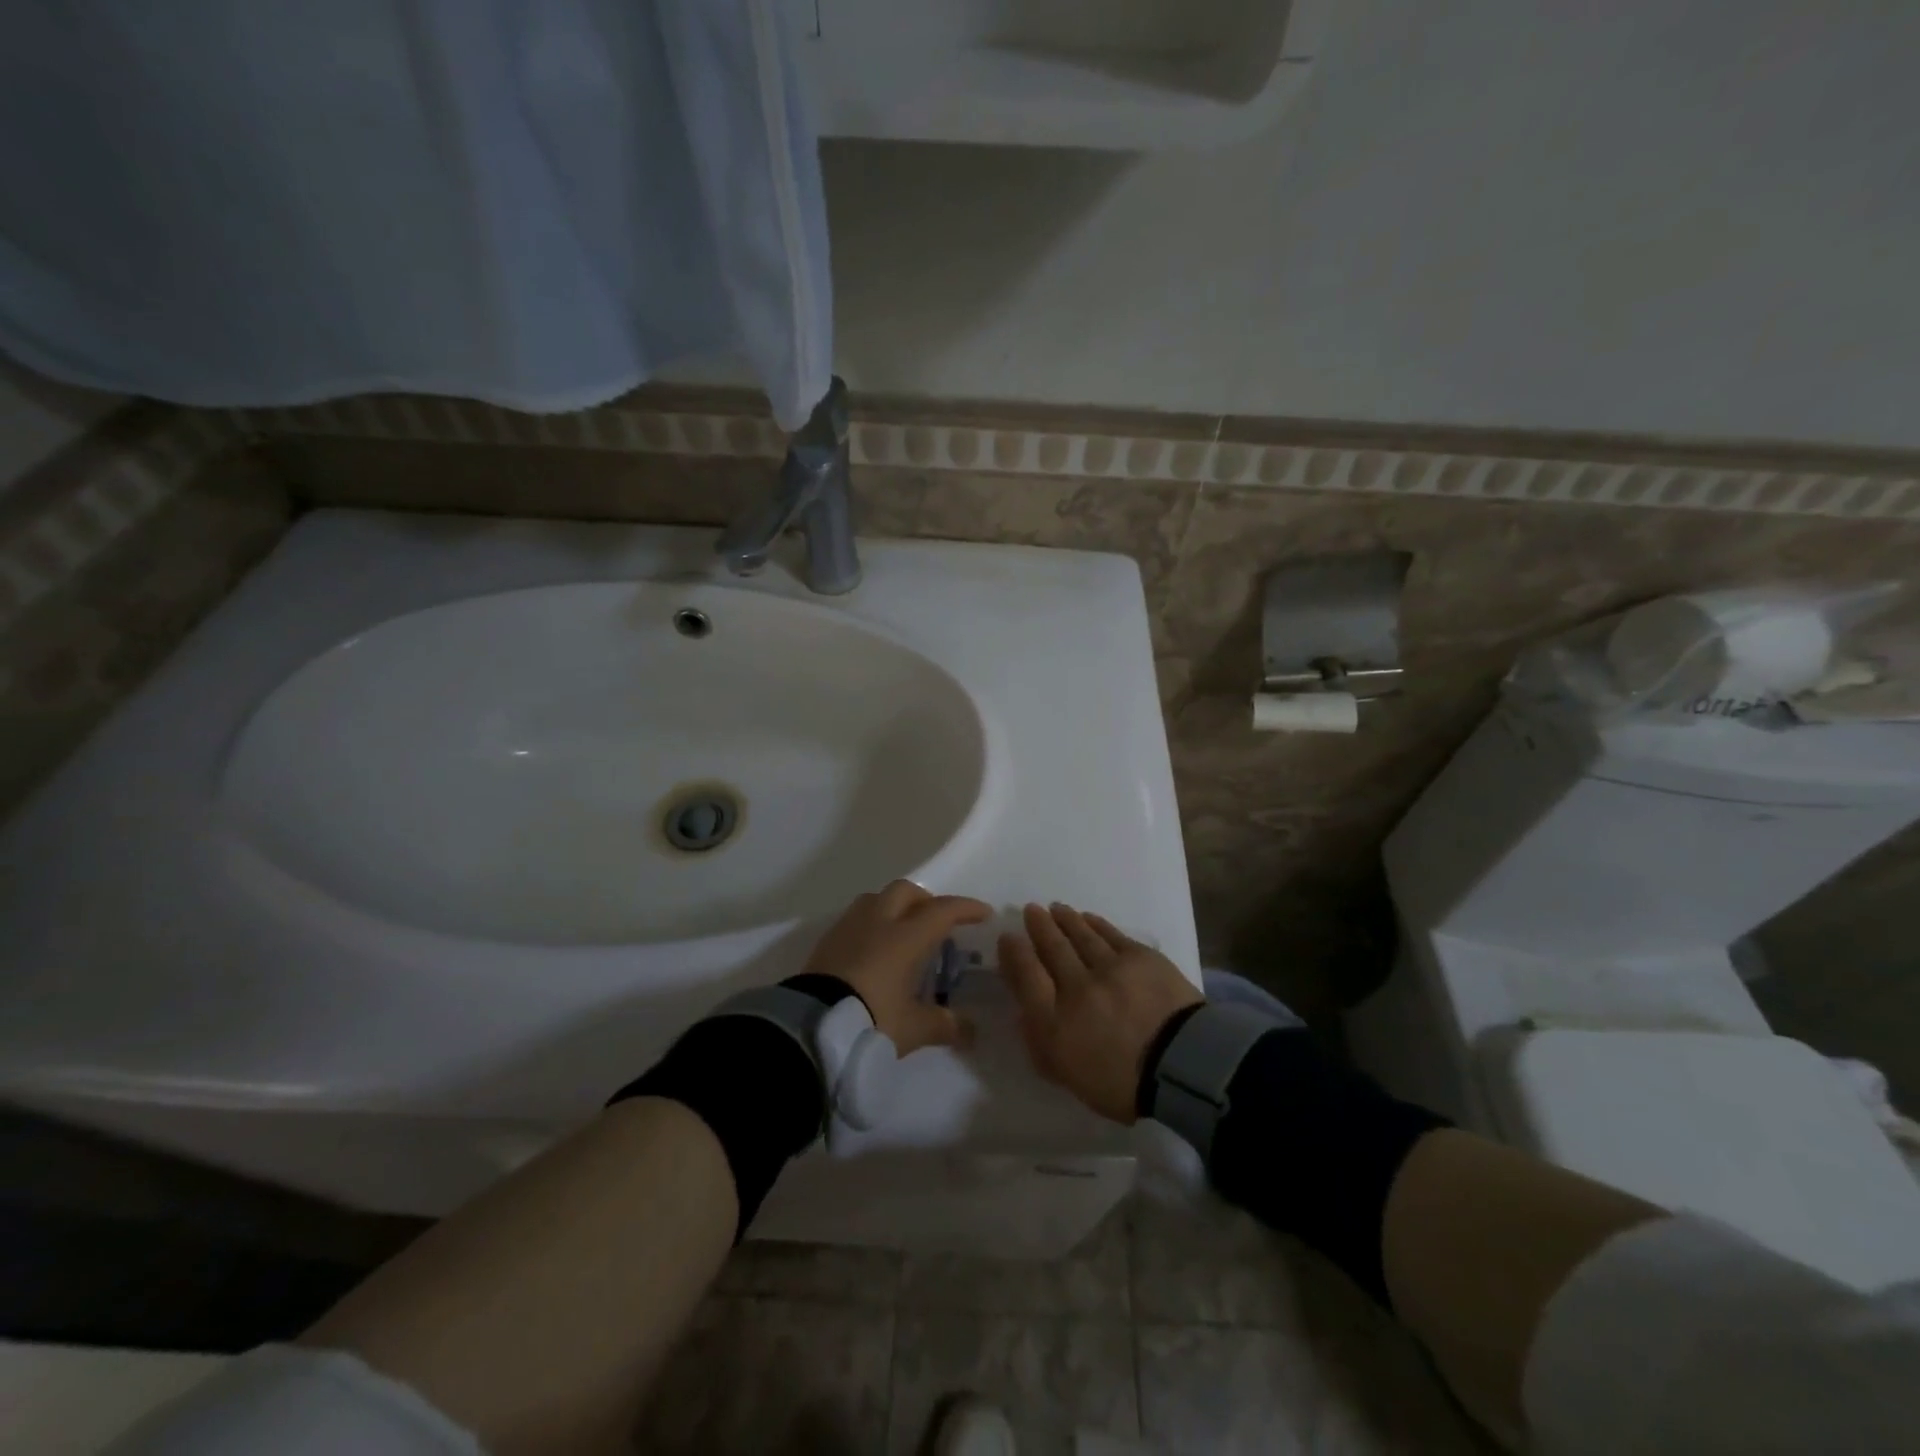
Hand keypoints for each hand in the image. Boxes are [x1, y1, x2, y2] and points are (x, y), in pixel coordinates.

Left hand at [804, 881, 990, 1054]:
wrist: (811, 1025)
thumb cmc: (871, 1019)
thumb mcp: (913, 1028)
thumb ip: (944, 1024)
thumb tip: (971, 1030)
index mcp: (905, 937)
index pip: (943, 911)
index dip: (965, 909)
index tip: (982, 913)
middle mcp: (879, 922)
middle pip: (906, 892)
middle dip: (926, 901)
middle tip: (937, 922)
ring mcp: (849, 927)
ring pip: (877, 898)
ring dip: (895, 907)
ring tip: (903, 932)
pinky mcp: (827, 940)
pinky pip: (856, 918)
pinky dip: (872, 923)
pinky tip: (873, 949)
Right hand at [999, 903, 1202, 1123]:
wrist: (1185, 1066)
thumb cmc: (1123, 1084)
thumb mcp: (1069, 1076)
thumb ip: (1041, 1043)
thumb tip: (1026, 1011)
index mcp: (1054, 1021)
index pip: (1026, 975)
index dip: (1014, 953)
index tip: (1008, 938)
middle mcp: (1076, 985)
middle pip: (1052, 947)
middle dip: (1038, 926)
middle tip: (1031, 910)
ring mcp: (1109, 967)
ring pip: (1080, 935)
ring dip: (1065, 920)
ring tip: (1056, 909)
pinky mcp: (1140, 956)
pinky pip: (1110, 933)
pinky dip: (1095, 924)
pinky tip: (1088, 918)